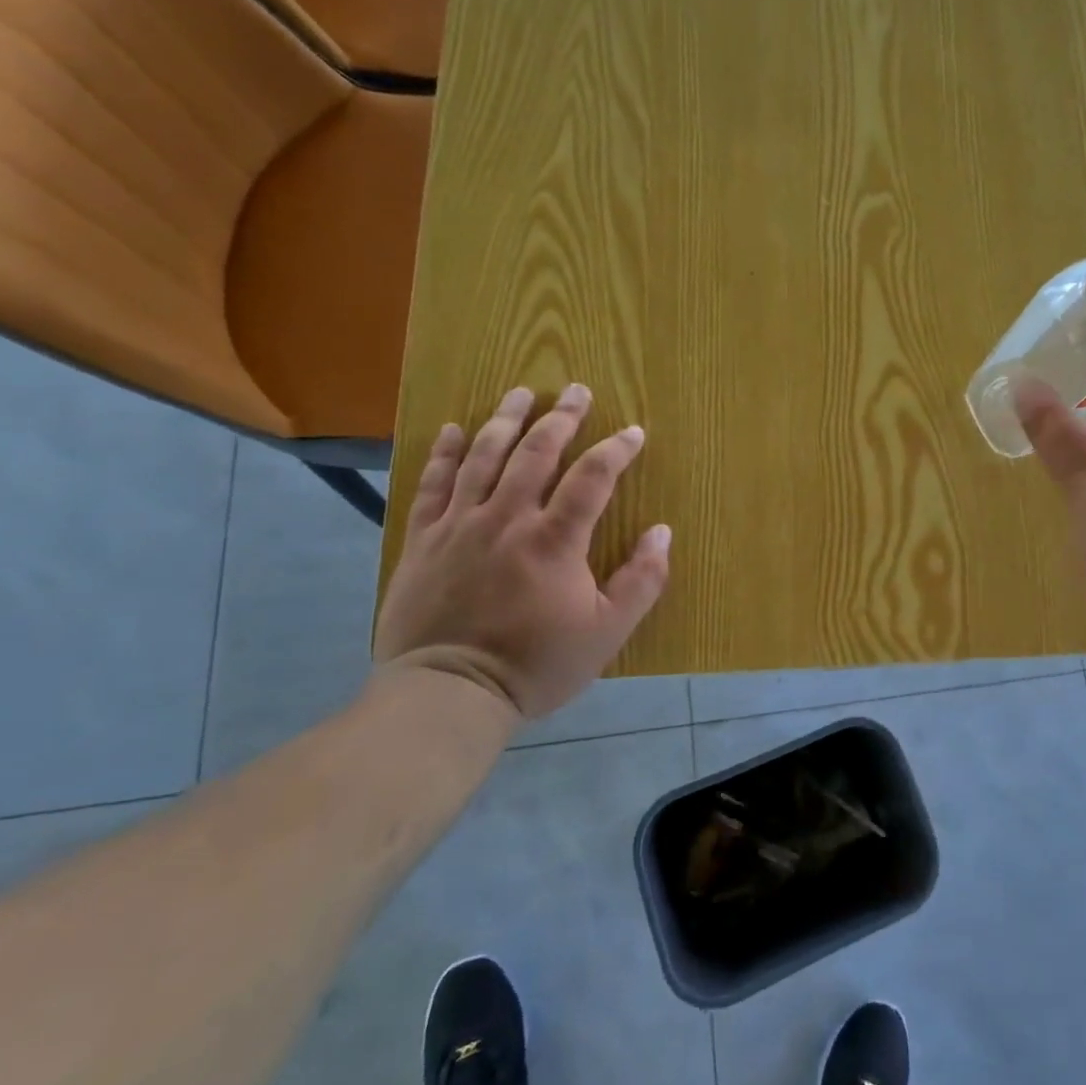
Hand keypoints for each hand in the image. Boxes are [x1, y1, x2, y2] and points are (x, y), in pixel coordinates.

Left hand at [375, 384, 671, 722]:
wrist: (448, 694)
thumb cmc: (536, 664)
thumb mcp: (607, 632)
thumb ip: (641, 581)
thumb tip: (662, 532)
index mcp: (555, 540)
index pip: (592, 477)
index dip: (616, 449)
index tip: (634, 432)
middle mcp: (506, 519)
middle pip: (536, 452)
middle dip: (562, 417)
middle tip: (577, 390)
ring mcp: (460, 525)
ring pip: (483, 457)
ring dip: (506, 420)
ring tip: (522, 392)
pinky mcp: (424, 540)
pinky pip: (432, 484)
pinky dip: (443, 453)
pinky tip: (453, 430)